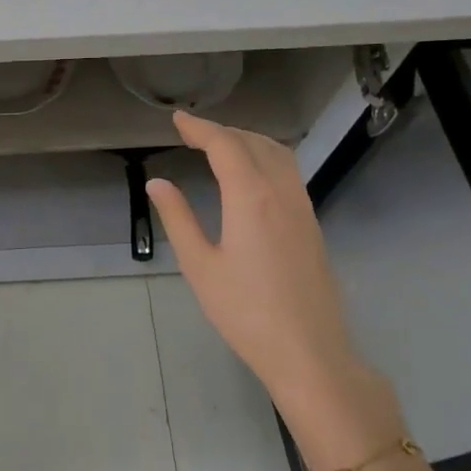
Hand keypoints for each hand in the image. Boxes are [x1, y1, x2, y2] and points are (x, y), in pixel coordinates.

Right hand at [145, 113, 402, 457]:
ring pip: (279, 155)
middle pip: (254, 143)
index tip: (177, 119)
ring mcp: (303, 208)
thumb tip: (158, 183)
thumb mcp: (200, 266)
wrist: (308, 351)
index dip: (199, 128)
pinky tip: (251, 175)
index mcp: (251, 197)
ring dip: (249, 141)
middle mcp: (282, 193)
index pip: (225, 146)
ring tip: (220, 146)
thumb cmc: (245, 312)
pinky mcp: (312, 225)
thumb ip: (178, 218)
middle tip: (192, 132)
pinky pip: (290, 173)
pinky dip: (266, 158)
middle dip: (223, 131)